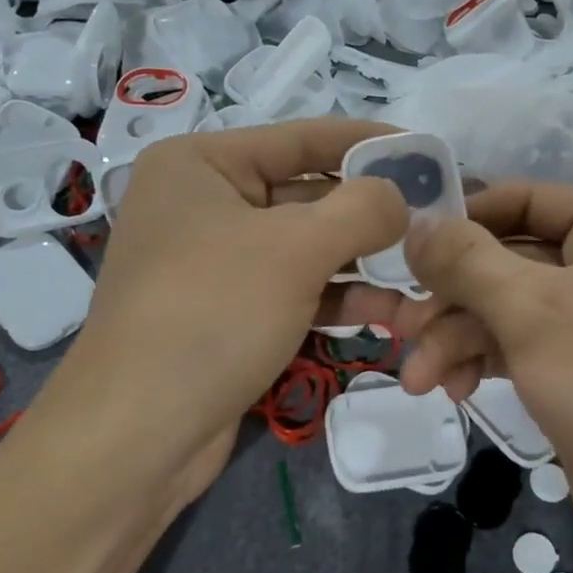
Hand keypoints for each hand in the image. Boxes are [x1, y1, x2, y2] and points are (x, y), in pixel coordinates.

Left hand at [49, 118, 408, 492]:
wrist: (138, 435)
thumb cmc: (213, 314)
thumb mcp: (295, 248)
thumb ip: (361, 209)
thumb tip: (400, 197)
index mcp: (201, 164)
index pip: (302, 138)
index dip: (369, 143)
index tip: (428, 152)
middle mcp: (203, 204)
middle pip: (306, 194)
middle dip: (370, 214)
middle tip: (435, 222)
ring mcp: (213, 263)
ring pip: (304, 248)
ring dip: (361, 263)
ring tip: (421, 277)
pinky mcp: (226, 313)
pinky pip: (292, 290)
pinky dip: (335, 298)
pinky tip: (387, 313)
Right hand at [398, 184, 572, 572]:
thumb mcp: (533, 312)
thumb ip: (465, 261)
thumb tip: (413, 222)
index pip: (523, 200)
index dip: (460, 222)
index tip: (401, 249)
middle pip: (506, 260)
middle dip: (450, 299)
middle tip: (398, 328)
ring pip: (505, 309)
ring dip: (456, 340)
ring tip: (417, 379)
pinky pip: (518, 347)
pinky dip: (482, 363)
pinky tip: (454, 391)